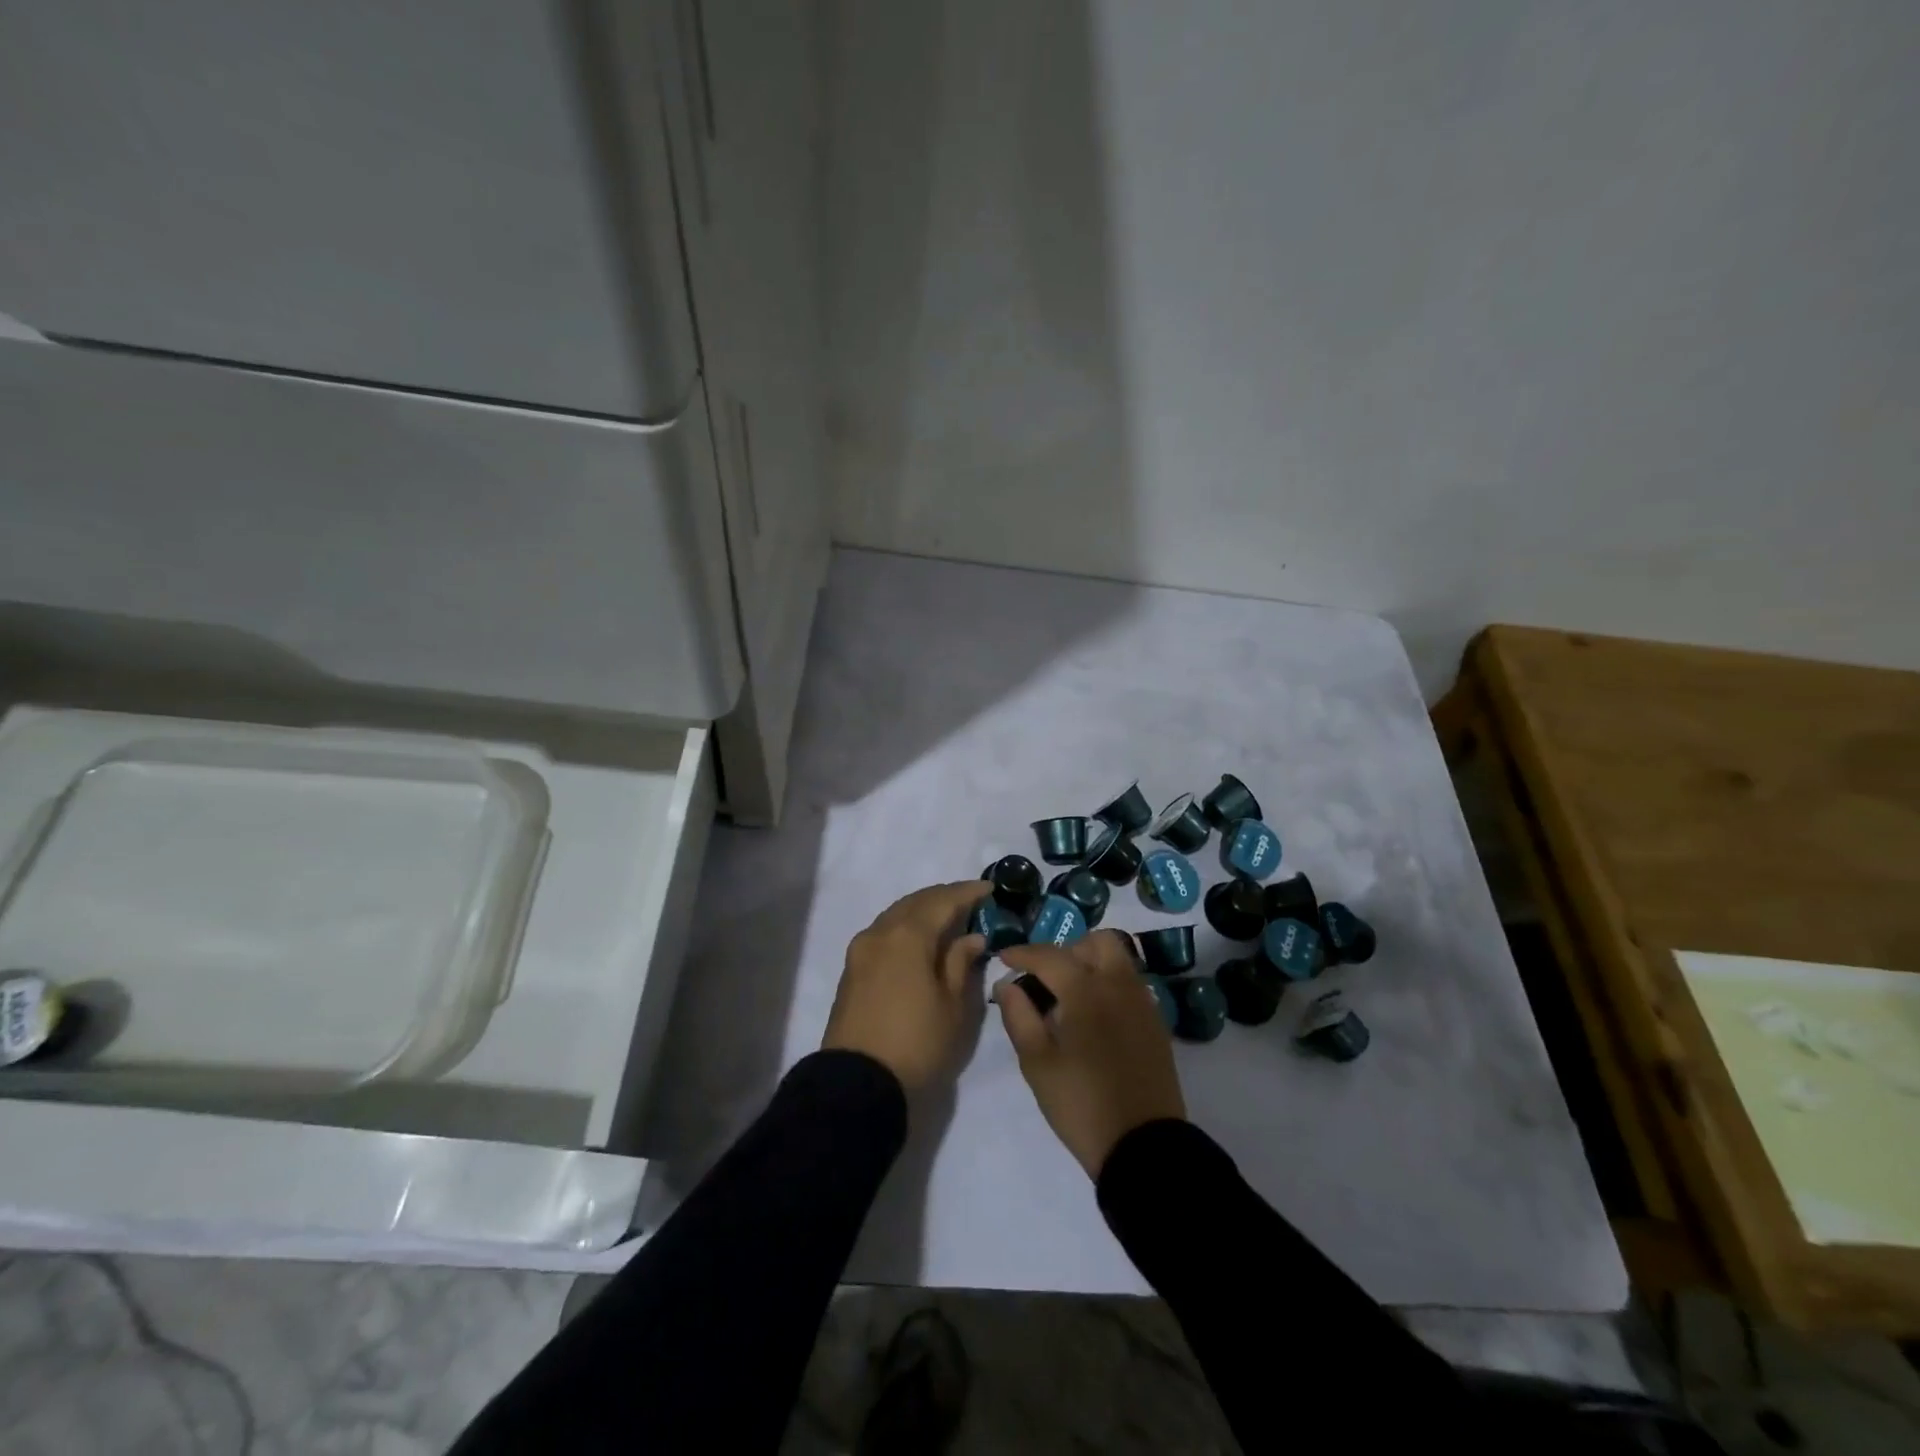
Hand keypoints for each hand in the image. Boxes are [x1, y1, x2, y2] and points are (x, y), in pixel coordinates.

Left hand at [822, 880, 992, 1094]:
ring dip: (922, 911)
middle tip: (971, 901)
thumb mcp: (953, 1006)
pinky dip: (906, 928)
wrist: (857, 1083)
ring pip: (896, 916)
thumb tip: (970, 936)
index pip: (942, 900)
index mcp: (907, 935)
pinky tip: (920, 940)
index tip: (990, 889)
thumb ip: (961, 963)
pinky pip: (884, 933)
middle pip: (915, 902)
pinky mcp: (852, 970)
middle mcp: (880, 933)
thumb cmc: (917, 1043)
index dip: (967, 892)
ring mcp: (861, 950)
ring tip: (948, 918)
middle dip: (944, 898)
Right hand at [992, 930, 1186, 1177]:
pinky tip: (1095, 1014)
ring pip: (1118, 958)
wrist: (1142, 1145)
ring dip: (1091, 962)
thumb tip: (1007, 984)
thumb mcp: (1037, 1064)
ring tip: (1070, 994)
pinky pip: (1130, 983)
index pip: (1050, 956)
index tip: (1003, 958)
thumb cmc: (1081, 1104)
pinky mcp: (1156, 1022)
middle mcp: (1119, 985)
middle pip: (1096, 942)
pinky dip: (1109, 982)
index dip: (1022, 953)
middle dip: (1067, 950)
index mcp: (1086, 991)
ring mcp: (1143, 1002)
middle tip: (1046, 976)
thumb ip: (1019, 1016)